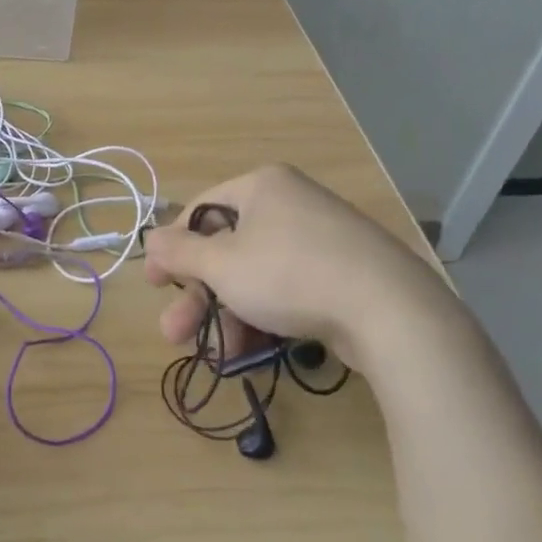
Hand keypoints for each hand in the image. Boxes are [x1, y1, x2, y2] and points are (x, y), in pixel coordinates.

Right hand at [143, 164, 459, 370]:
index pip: (200, 211)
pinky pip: (287, 289)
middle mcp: (290, 204)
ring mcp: (320, 239)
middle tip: (175, 334)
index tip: (154, 286)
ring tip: (216, 355)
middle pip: (227, 249)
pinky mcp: (343, 274)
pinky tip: (250, 353)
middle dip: (198, 296)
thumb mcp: (222, 264)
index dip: (172, 249)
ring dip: (228, 315)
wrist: (392, 312)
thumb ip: (180, 252)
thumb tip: (150, 238)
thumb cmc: (290, 274)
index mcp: (262, 187)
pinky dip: (264, 317)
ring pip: (255, 276)